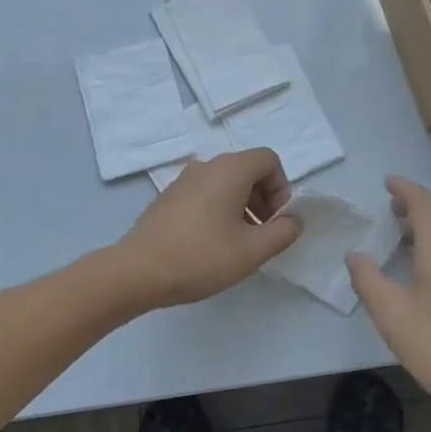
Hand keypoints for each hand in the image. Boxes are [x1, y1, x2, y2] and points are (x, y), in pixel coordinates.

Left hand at [113, 148, 300, 307]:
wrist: (137, 271)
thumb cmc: (201, 257)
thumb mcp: (253, 250)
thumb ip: (283, 232)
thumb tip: (293, 220)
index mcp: (230, 169)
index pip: (269, 160)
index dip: (282, 188)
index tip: (276, 221)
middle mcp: (207, 166)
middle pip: (248, 169)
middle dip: (264, 199)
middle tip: (262, 234)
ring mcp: (183, 180)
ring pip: (226, 183)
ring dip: (242, 207)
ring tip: (239, 244)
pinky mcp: (168, 197)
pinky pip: (205, 194)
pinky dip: (219, 210)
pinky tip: (212, 244)